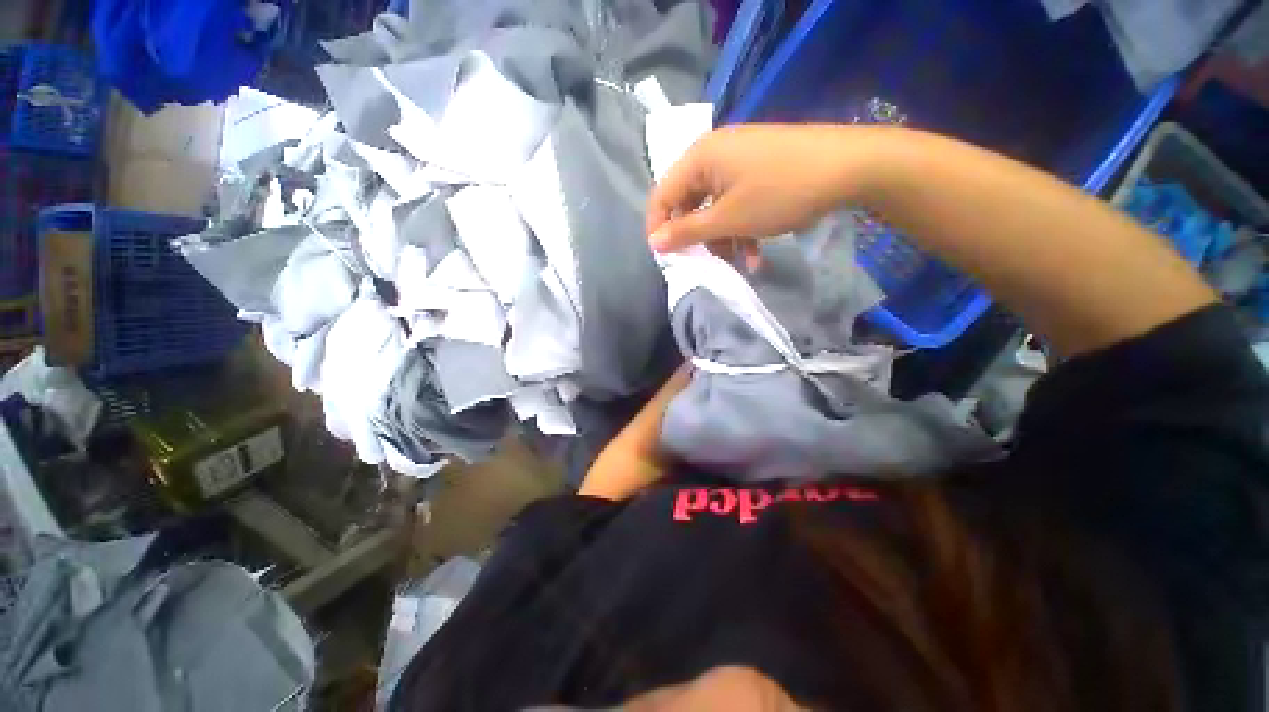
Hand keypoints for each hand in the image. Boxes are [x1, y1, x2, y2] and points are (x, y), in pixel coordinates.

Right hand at [646, 124, 877, 252]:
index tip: (666, 258)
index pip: (662, 195)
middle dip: (697, 237)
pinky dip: (741, 226)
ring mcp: (738, 158)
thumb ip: (686, 232)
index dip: (659, 228)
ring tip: (740, 261)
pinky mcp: (758, 167)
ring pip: (715, 206)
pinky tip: (756, 251)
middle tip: (707, 262)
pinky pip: (736, 200)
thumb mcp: (728, 219)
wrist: (849, 167)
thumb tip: (654, 243)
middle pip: (689, 202)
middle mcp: (714, 153)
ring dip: (723, 237)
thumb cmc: (779, 193)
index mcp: (699, 157)